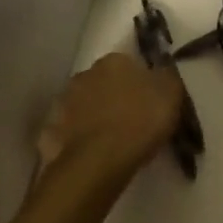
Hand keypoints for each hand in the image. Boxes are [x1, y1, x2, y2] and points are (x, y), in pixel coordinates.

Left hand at [36, 53, 183, 183]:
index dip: (139, 82)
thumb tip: (162, 68)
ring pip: (82, 105)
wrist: (100, 161)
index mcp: (113, 61)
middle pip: (102, 82)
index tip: (148, 100)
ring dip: (93, 115)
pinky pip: (68, 132)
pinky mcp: (51, 133)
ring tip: (110, 139)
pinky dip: (77, 139)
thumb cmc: (140, 120)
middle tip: (130, 119)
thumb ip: (167, 76)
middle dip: (113, 96)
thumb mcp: (171, 93)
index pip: (127, 64)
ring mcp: (63, 103)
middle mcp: (84, 75)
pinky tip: (90, 153)